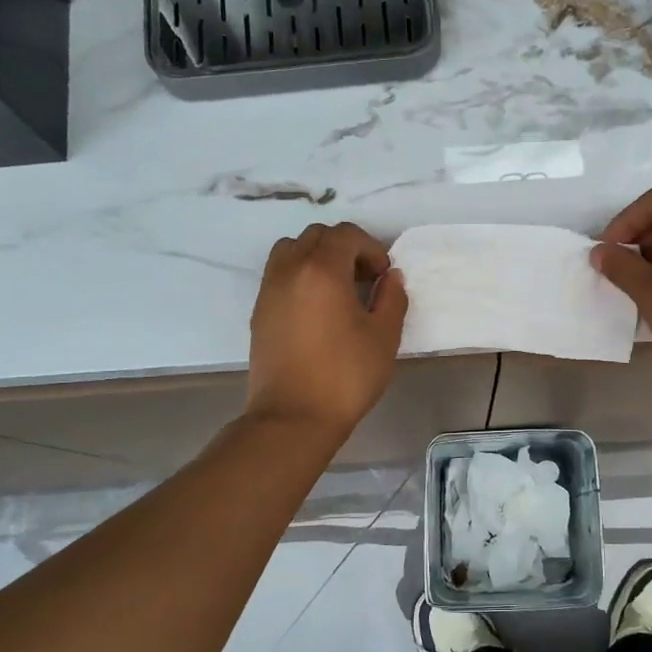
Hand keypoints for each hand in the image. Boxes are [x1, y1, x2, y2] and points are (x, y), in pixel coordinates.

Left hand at [247, 223, 407, 436]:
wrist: (293, 417)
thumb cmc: (345, 376)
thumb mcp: (384, 337)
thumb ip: (392, 298)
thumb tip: (391, 278)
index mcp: (322, 270)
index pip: (346, 234)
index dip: (371, 248)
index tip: (383, 276)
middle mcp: (290, 270)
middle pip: (316, 236)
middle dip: (344, 249)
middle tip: (363, 279)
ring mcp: (269, 290)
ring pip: (291, 250)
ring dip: (316, 257)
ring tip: (336, 289)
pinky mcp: (259, 312)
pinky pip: (278, 274)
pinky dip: (299, 276)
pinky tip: (316, 309)